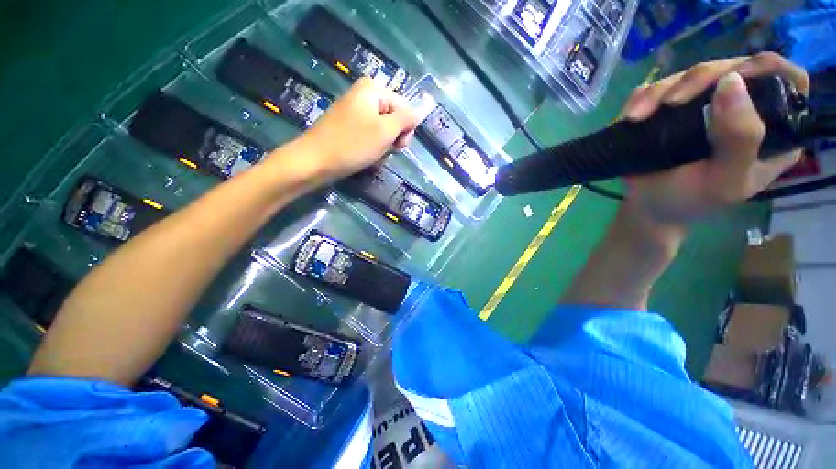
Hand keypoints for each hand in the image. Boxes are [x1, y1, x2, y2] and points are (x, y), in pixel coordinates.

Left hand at [288, 78, 417, 181]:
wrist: (315, 161)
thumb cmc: (353, 144)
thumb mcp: (385, 131)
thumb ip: (407, 118)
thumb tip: (424, 106)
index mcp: (373, 89)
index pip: (406, 108)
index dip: (405, 129)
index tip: (397, 146)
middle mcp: (364, 95)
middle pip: (394, 118)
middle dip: (393, 138)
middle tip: (383, 150)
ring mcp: (355, 111)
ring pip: (383, 130)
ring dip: (383, 146)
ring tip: (372, 155)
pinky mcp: (348, 126)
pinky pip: (370, 136)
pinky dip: (372, 148)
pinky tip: (364, 155)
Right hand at [621, 53, 808, 225]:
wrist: (648, 206)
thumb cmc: (689, 201)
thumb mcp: (723, 182)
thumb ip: (740, 140)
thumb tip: (731, 82)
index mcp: (772, 130)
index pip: (787, 81)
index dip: (764, 69)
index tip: (732, 80)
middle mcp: (744, 109)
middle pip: (733, 68)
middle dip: (700, 79)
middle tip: (671, 103)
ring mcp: (706, 105)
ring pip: (692, 73)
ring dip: (661, 91)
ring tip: (637, 118)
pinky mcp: (674, 108)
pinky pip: (660, 85)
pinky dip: (642, 96)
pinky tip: (631, 115)